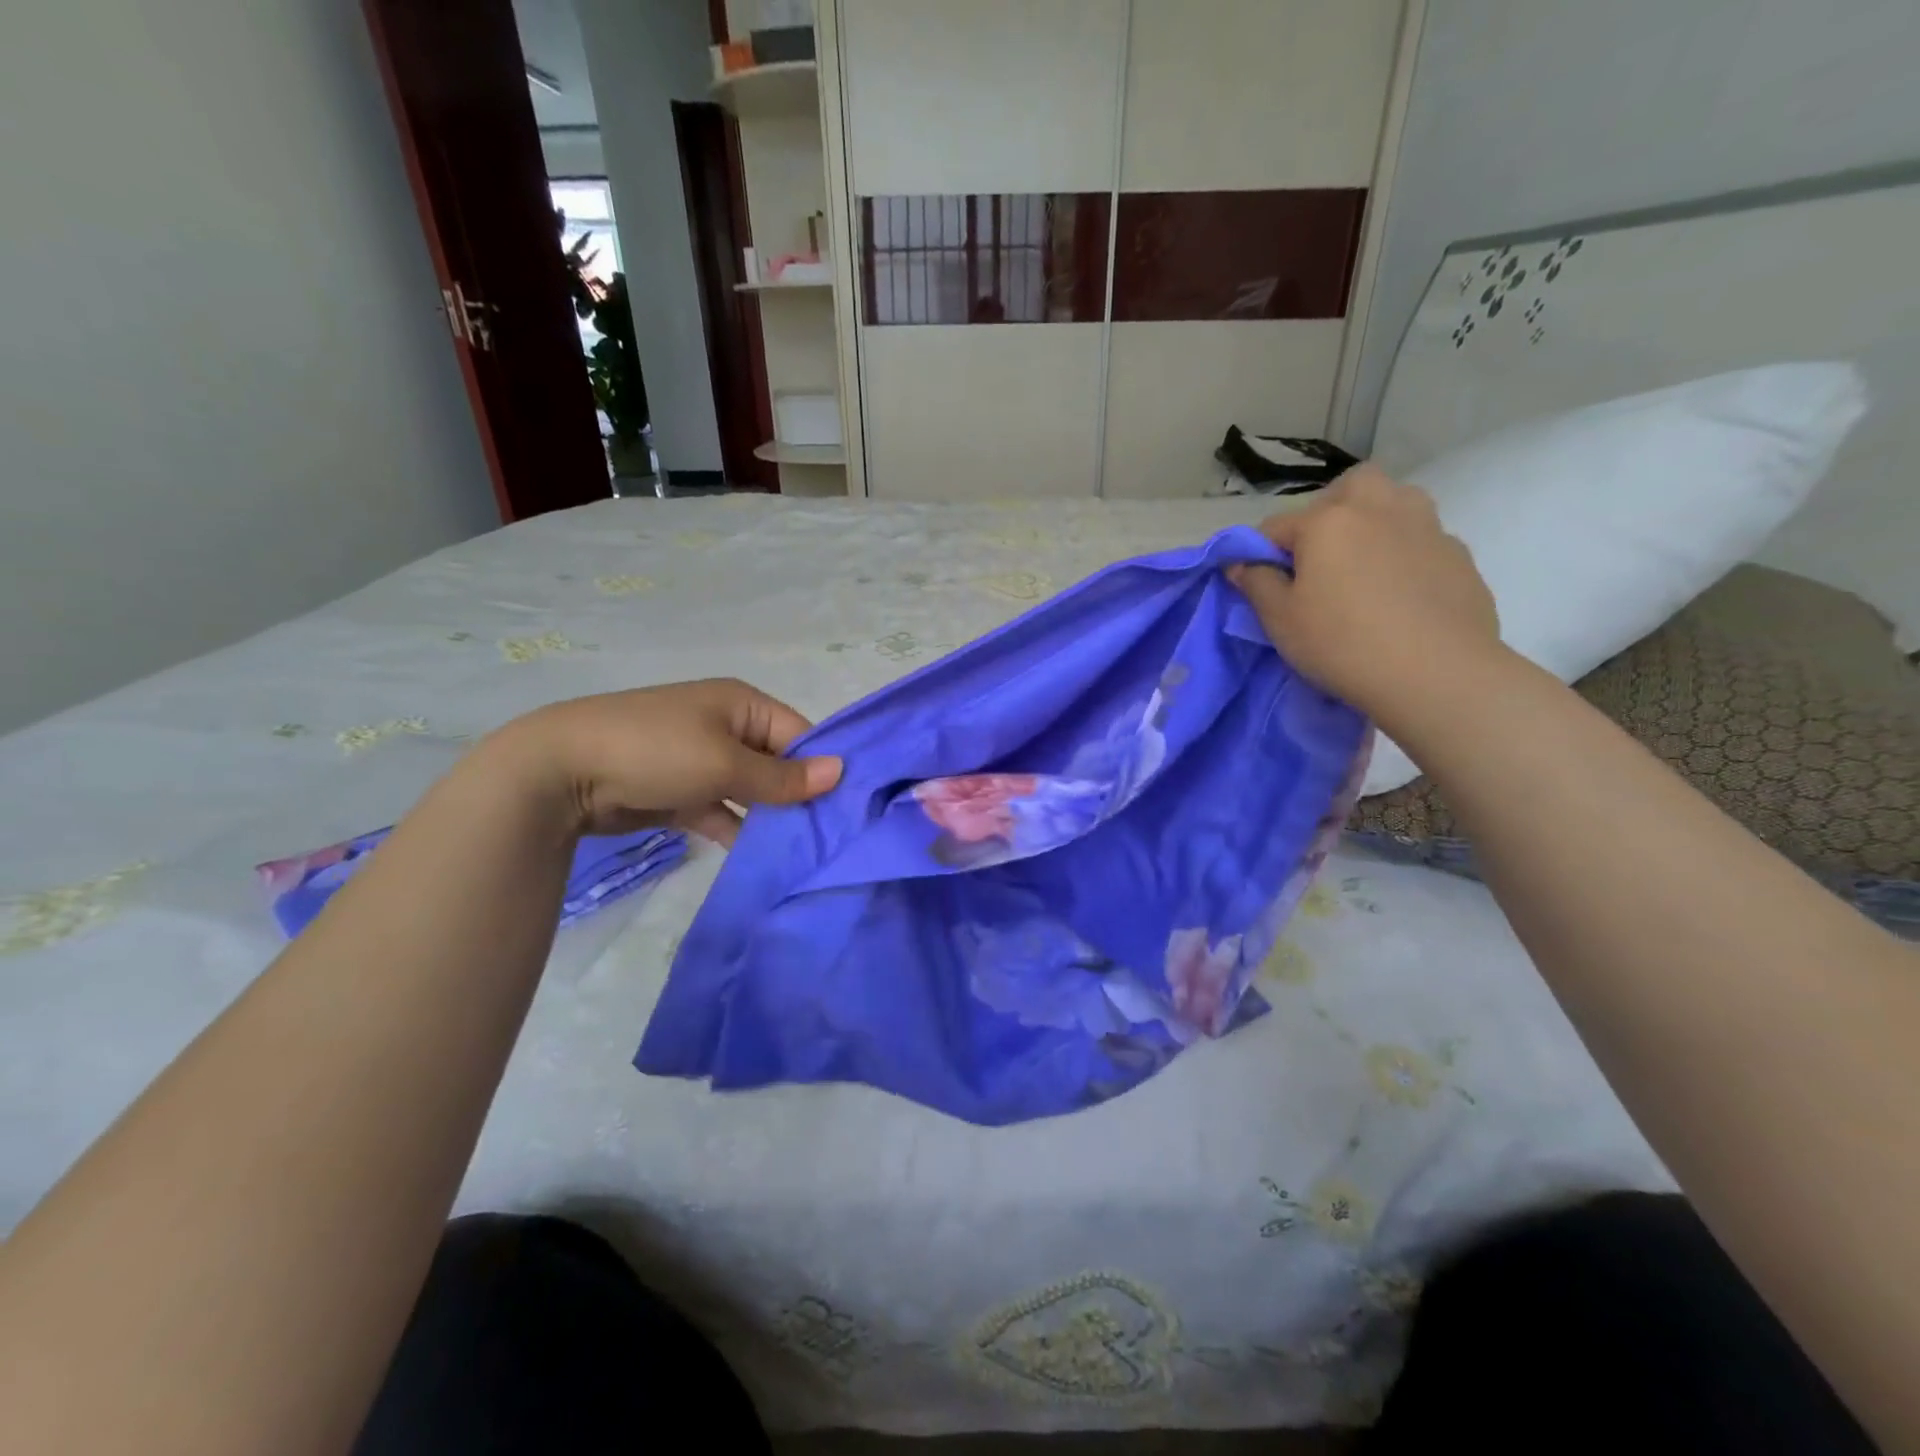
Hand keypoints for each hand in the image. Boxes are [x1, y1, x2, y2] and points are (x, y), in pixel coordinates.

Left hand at [492, 678, 842, 843]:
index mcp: (742, 704)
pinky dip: (737, 830)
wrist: (560, 771)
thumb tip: (841, 771)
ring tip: (803, 852)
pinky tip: (760, 858)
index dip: (822, 767)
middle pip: (777, 764)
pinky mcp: (680, 792)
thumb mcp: (725, 763)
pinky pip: (721, 810)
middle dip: (799, 797)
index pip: (799, 734)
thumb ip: (783, 777)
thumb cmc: (656, 751)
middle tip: (830, 837)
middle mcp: (726, 727)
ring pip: (751, 791)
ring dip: (770, 817)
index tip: (848, 807)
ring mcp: (701, 760)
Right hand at [1227, 464, 1499, 722]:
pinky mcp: (1459, 554)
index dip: (1261, 553)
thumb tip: (1241, 562)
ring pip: (1394, 503)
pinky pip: (1422, 539)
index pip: (1276, 526)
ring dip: (1374, 522)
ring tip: (1363, 568)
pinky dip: (1405, 554)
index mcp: (1328, 521)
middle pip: (1348, 489)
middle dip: (1329, 511)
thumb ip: (1256, 583)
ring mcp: (1426, 527)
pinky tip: (1400, 594)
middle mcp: (1379, 508)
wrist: (1437, 673)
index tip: (1261, 583)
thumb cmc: (1342, 643)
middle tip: (1319, 557)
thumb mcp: (1280, 620)